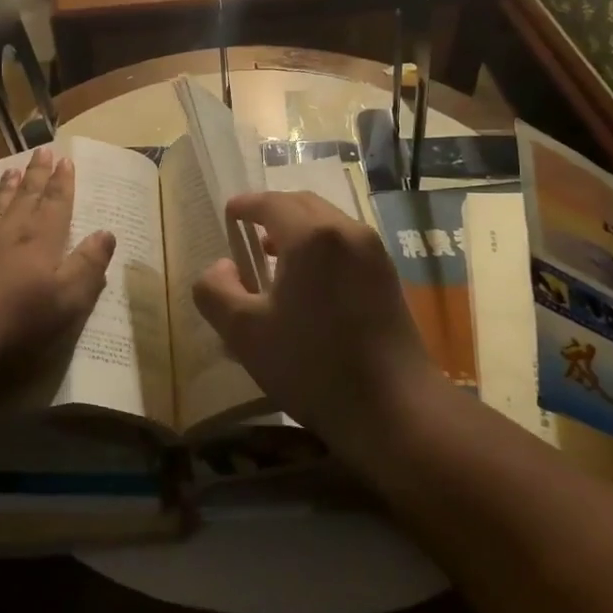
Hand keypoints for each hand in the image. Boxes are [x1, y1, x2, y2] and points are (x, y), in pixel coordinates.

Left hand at [0, 147, 115, 361]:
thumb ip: (89, 264)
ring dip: (5, 191)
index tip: (66, 160)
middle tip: (41, 151)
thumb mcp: (70, 297)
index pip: (56, 205)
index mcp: (42, 241)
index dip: (62, 183)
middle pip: (26, 199)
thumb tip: (107, 233)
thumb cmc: (22, 318)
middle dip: (36, 175)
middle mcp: (11, 236)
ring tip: (10, 171)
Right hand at [193, 191, 438, 459]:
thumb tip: (222, 267)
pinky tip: (309, 282)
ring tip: (274, 258)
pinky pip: (346, 244)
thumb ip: (217, 291)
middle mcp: (347, 231)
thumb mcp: (245, 332)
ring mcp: (374, 253)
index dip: (245, 205)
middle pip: (303, 204)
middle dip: (272, 212)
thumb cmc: (312, 366)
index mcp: (311, 236)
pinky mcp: (388, 277)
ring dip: (298, 230)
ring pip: (328, 223)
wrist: (395, 409)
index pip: (270, 203)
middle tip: (248, 232)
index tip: (229, 213)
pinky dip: (321, 247)